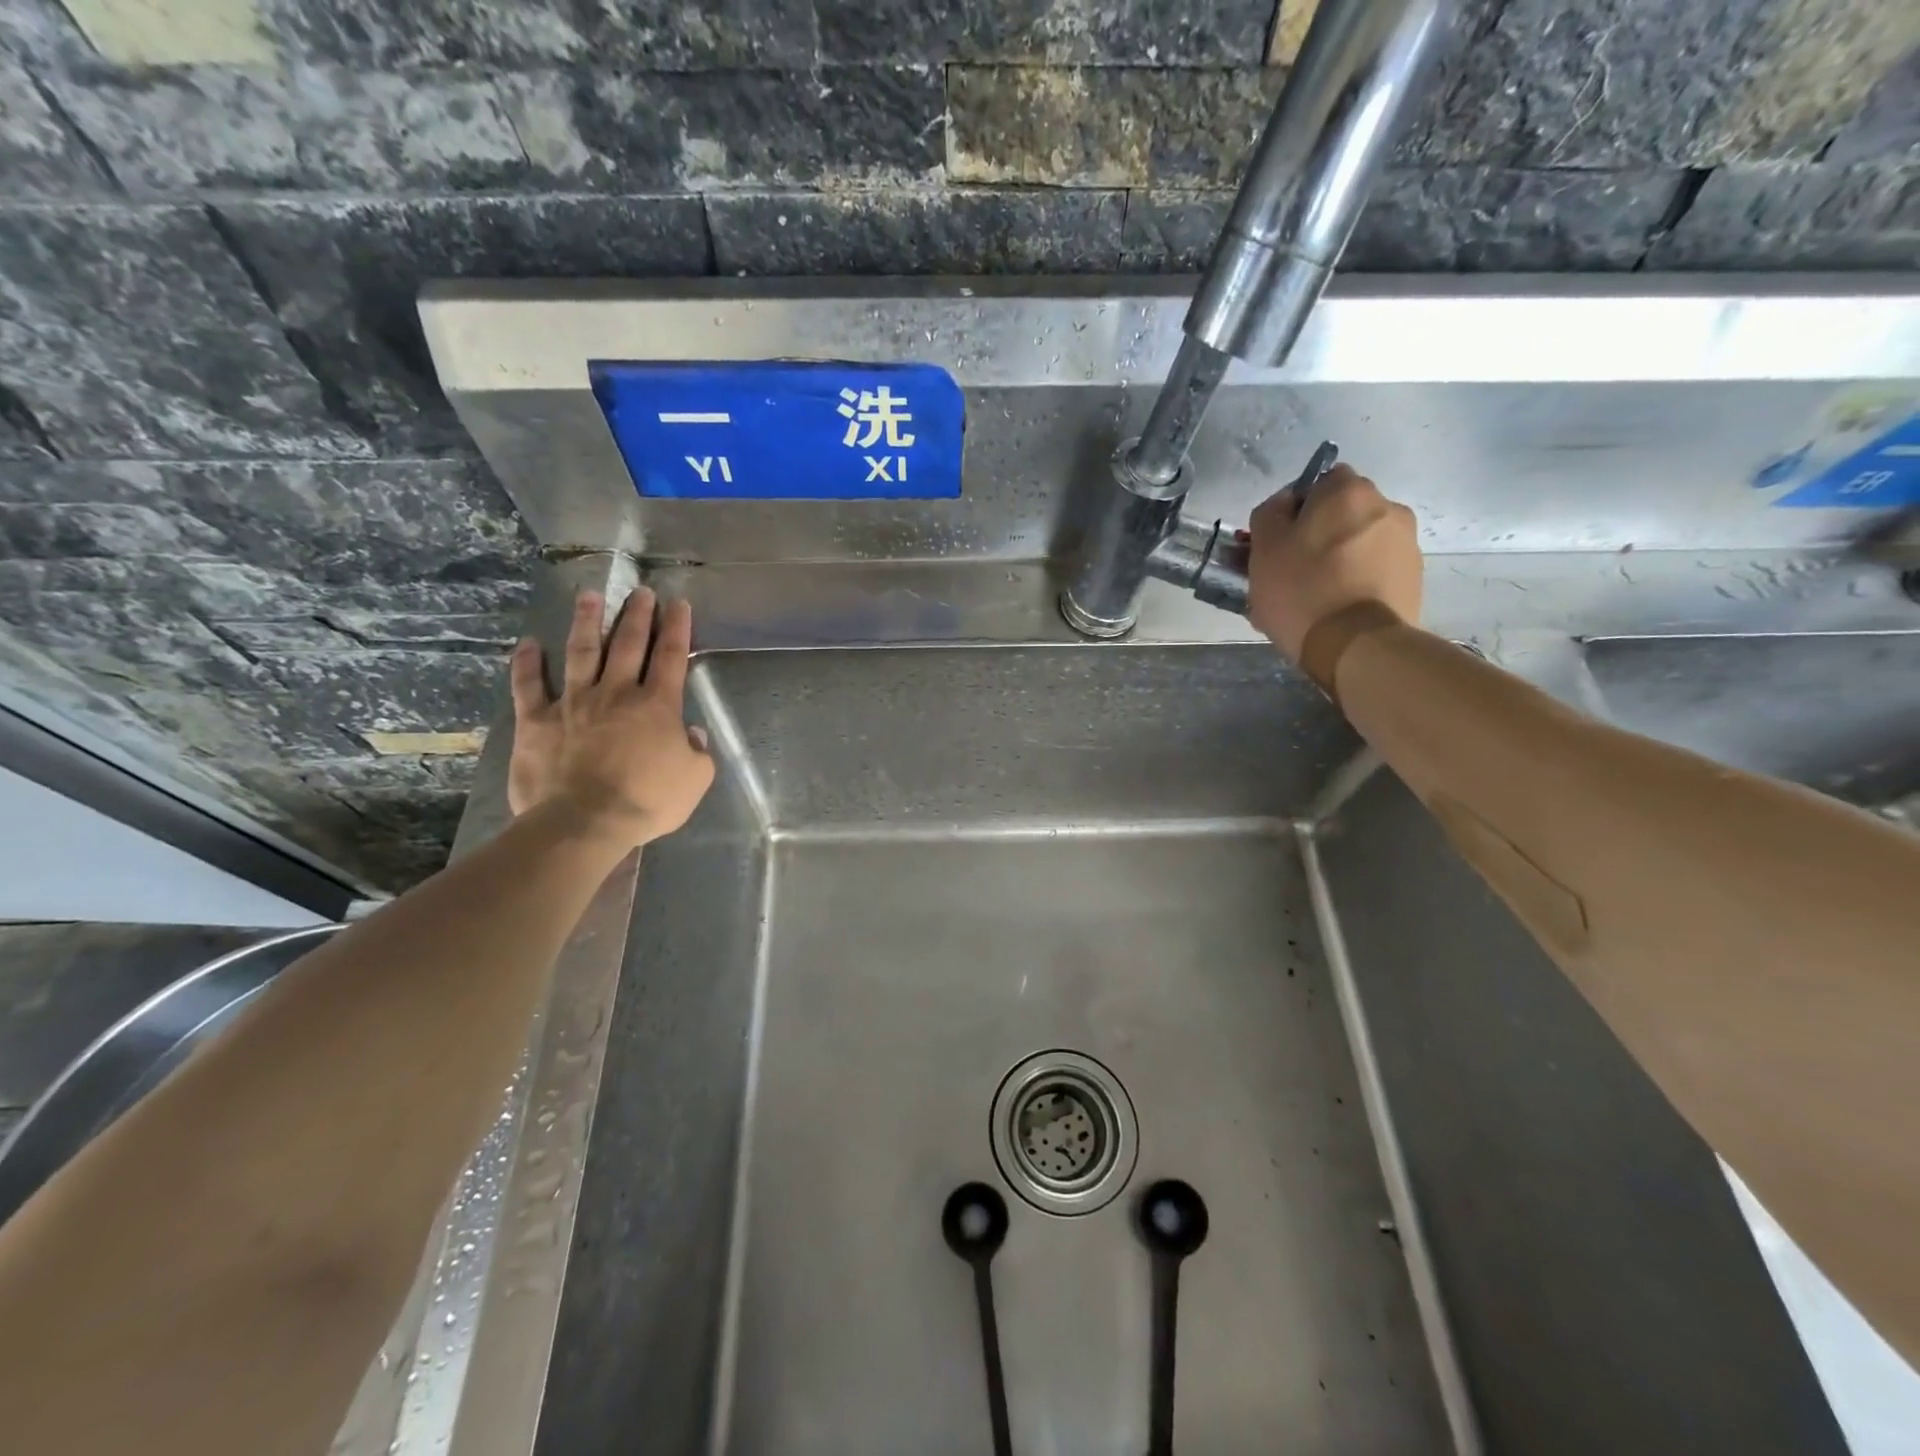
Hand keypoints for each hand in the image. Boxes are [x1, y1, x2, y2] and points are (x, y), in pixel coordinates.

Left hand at [507, 588, 715, 848]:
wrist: (584, 822)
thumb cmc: (647, 802)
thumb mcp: (694, 780)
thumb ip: (698, 752)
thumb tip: (690, 733)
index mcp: (657, 706)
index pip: (671, 656)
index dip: (677, 628)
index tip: (679, 604)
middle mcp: (617, 693)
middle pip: (628, 644)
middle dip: (637, 615)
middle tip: (641, 592)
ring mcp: (573, 703)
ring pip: (581, 652)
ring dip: (587, 622)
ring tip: (589, 596)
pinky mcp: (537, 720)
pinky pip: (529, 685)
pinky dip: (527, 663)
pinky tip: (529, 644)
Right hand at [1246, 463, 1422, 663]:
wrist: (1357, 646)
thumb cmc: (1302, 590)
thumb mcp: (1264, 549)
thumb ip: (1269, 515)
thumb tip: (1283, 506)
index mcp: (1347, 490)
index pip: (1316, 483)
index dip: (1294, 511)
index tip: (1278, 543)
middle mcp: (1386, 505)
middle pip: (1342, 514)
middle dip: (1320, 535)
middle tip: (1293, 571)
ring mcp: (1406, 542)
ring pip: (1360, 542)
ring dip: (1341, 558)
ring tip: (1316, 596)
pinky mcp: (1414, 577)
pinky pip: (1376, 570)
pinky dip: (1358, 581)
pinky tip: (1338, 608)